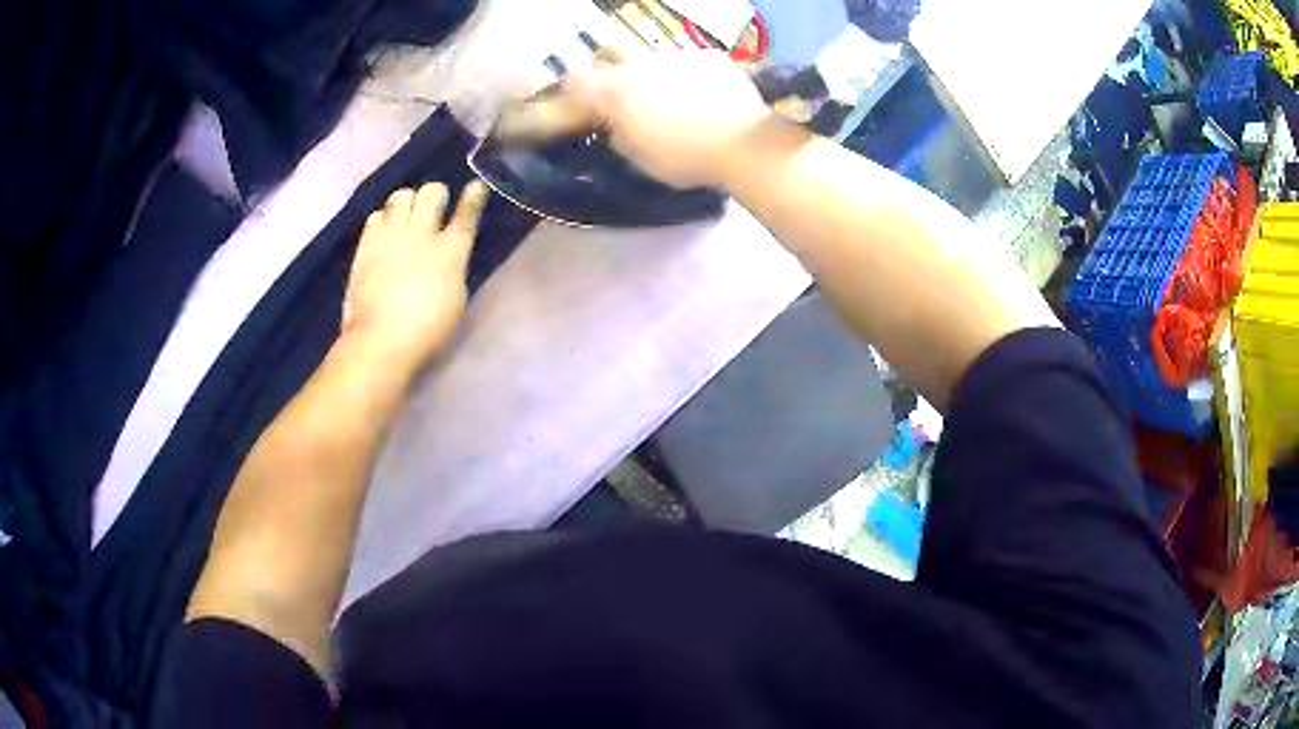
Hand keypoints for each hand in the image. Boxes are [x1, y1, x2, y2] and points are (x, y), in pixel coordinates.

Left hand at [342, 182, 488, 373]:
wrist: (380, 340)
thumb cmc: (427, 331)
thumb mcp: (456, 300)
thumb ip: (453, 269)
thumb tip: (449, 255)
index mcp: (450, 252)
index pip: (466, 214)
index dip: (474, 196)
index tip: (476, 186)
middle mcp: (422, 234)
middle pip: (432, 191)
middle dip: (436, 196)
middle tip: (433, 210)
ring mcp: (391, 237)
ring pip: (401, 195)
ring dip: (407, 203)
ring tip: (405, 218)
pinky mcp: (366, 245)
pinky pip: (375, 216)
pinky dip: (382, 221)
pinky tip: (383, 234)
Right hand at [563, 50, 770, 188]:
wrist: (743, 142)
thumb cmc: (685, 158)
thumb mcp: (640, 158)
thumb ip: (619, 135)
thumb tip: (616, 124)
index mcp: (616, 91)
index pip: (577, 79)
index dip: (576, 91)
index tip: (584, 104)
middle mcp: (640, 65)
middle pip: (615, 64)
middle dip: (618, 81)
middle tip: (633, 104)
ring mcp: (676, 56)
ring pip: (654, 62)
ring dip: (657, 79)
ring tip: (679, 104)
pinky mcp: (708, 56)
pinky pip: (689, 63)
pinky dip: (691, 77)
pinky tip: (707, 98)